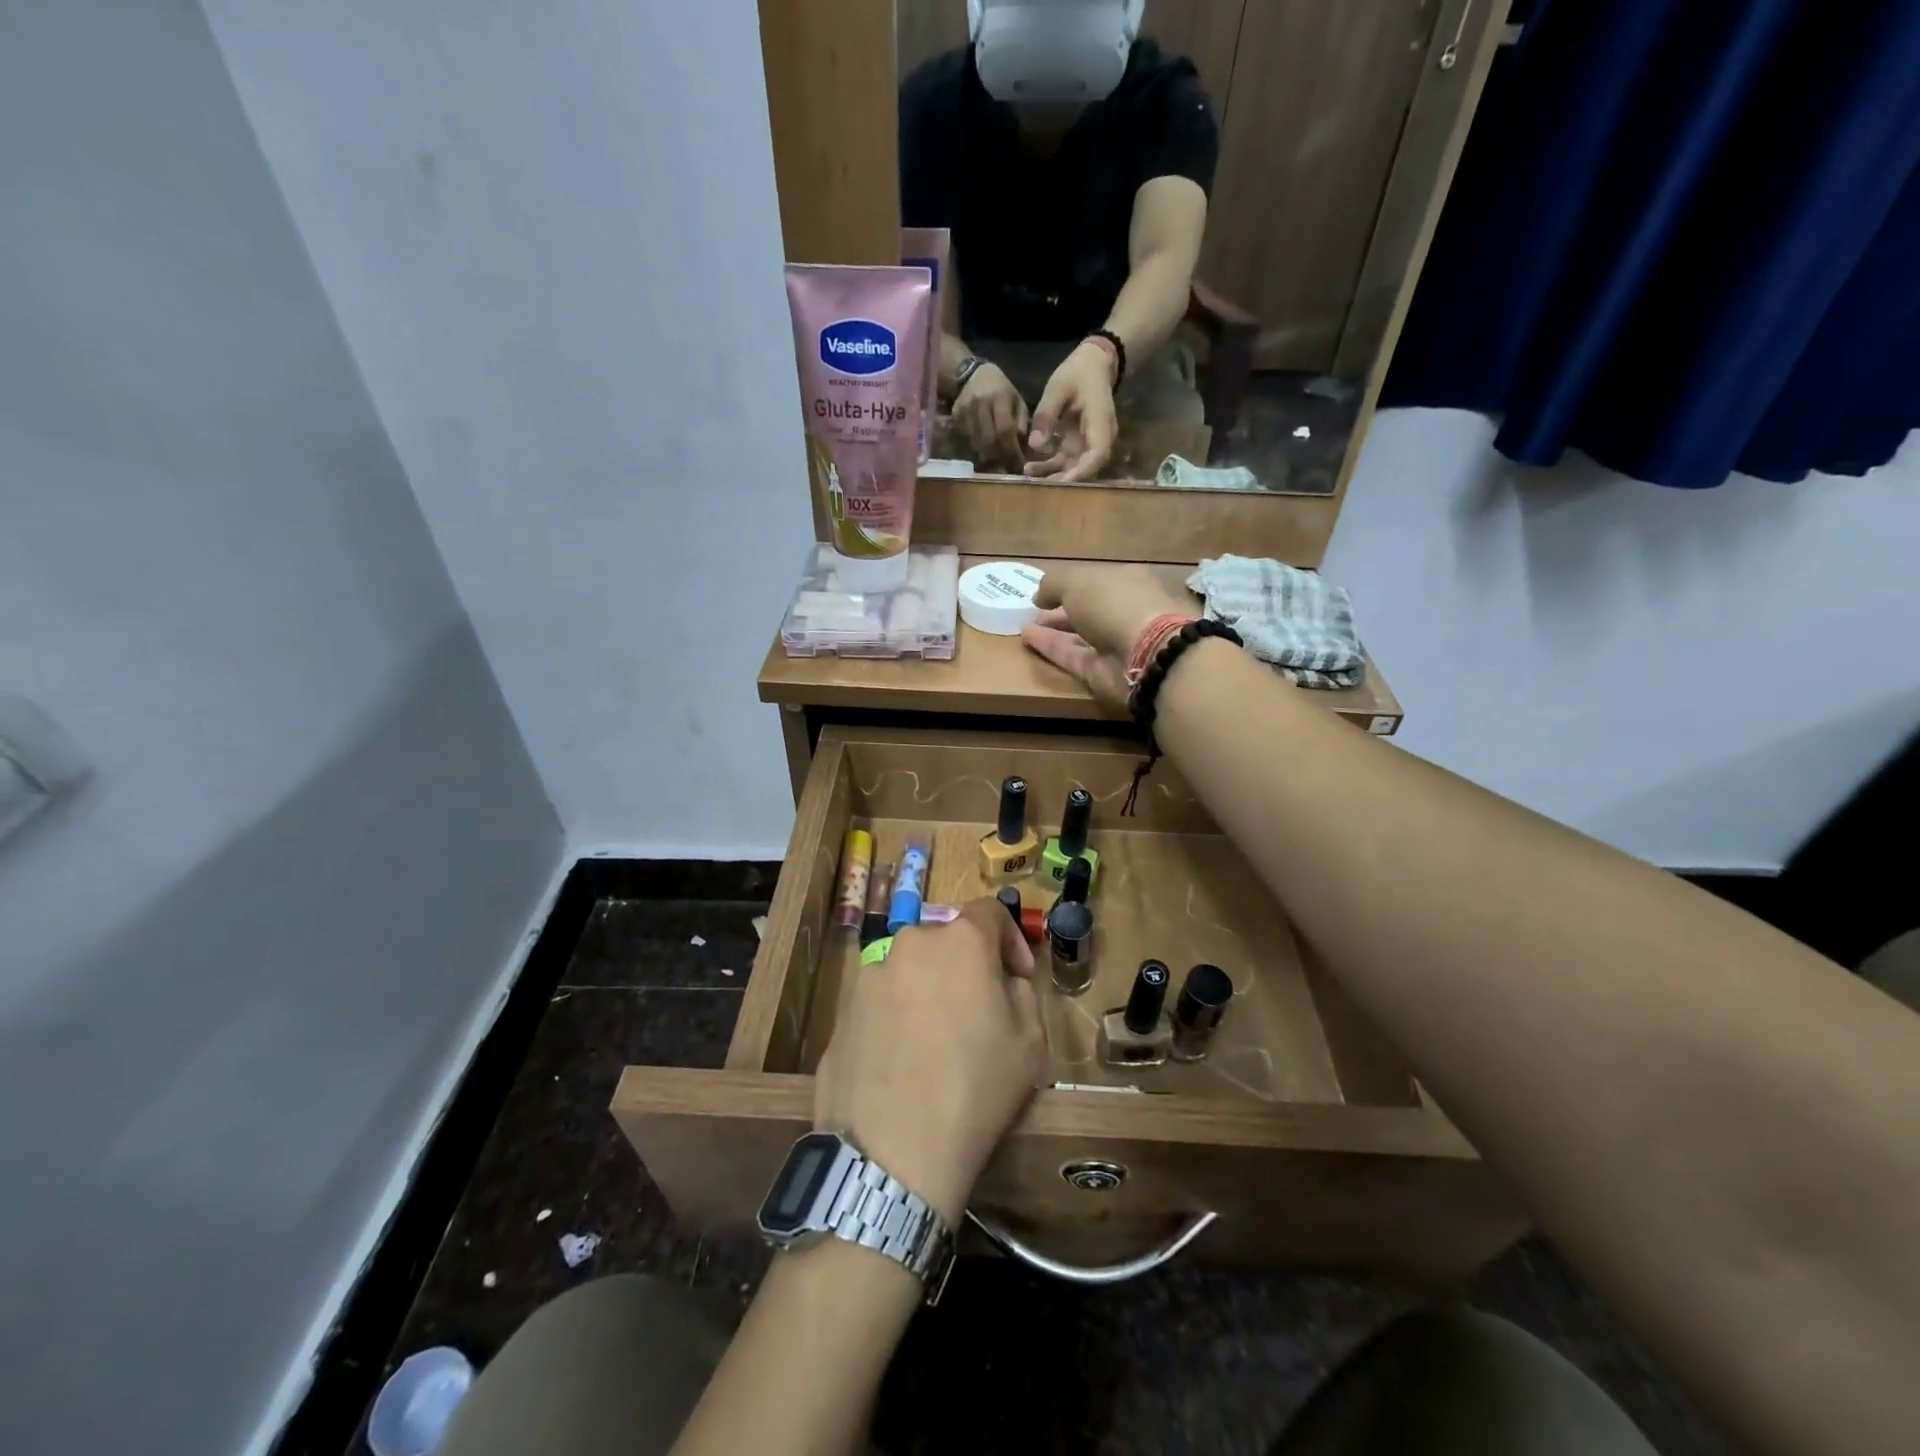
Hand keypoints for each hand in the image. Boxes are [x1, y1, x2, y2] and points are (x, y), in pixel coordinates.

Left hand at [814, 898, 1045, 1226]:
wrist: (893, 1153)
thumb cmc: (976, 1089)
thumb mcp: (1031, 1042)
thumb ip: (1022, 993)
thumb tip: (1004, 982)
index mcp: (960, 941)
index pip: (990, 912)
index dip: (1011, 939)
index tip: (1018, 976)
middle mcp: (910, 944)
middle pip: (946, 941)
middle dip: (967, 968)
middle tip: (979, 1013)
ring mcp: (869, 976)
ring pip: (911, 971)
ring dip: (928, 992)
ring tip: (936, 1045)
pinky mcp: (841, 1012)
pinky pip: (881, 1003)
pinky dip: (897, 1019)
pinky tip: (903, 1066)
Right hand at [953, 363, 1028, 470]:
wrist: (970, 375)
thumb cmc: (1000, 389)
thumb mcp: (1016, 400)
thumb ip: (1021, 423)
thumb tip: (1023, 449)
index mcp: (999, 397)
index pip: (1005, 430)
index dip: (1012, 451)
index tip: (1019, 465)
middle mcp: (979, 404)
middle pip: (989, 441)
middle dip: (1000, 459)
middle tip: (1008, 469)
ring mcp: (964, 412)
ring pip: (976, 445)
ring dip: (988, 460)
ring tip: (997, 466)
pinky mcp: (955, 419)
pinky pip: (966, 444)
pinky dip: (976, 453)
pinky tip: (984, 456)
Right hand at [1019, 563, 1196, 711]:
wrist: (1145, 653)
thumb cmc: (1114, 604)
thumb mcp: (1077, 581)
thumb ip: (1054, 584)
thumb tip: (1039, 597)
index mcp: (1128, 582)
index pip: (1098, 581)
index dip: (1072, 584)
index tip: (1046, 590)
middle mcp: (1124, 611)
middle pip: (1090, 610)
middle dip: (1062, 609)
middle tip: (1035, 611)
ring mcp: (1116, 644)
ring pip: (1080, 635)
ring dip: (1053, 630)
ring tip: (1025, 624)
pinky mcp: (1103, 672)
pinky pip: (1072, 656)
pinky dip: (1050, 648)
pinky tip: (1027, 638)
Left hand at [1026, 339, 1118, 481]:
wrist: (1092, 364)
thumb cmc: (1078, 373)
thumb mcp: (1058, 388)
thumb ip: (1046, 415)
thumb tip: (1035, 445)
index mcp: (1101, 422)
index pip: (1097, 454)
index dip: (1081, 471)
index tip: (1062, 482)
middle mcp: (1100, 438)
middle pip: (1086, 467)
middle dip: (1063, 479)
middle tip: (1037, 485)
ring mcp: (1089, 443)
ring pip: (1074, 468)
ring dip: (1053, 475)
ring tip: (1028, 475)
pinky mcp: (1078, 445)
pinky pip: (1066, 462)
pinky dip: (1050, 467)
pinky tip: (1031, 469)